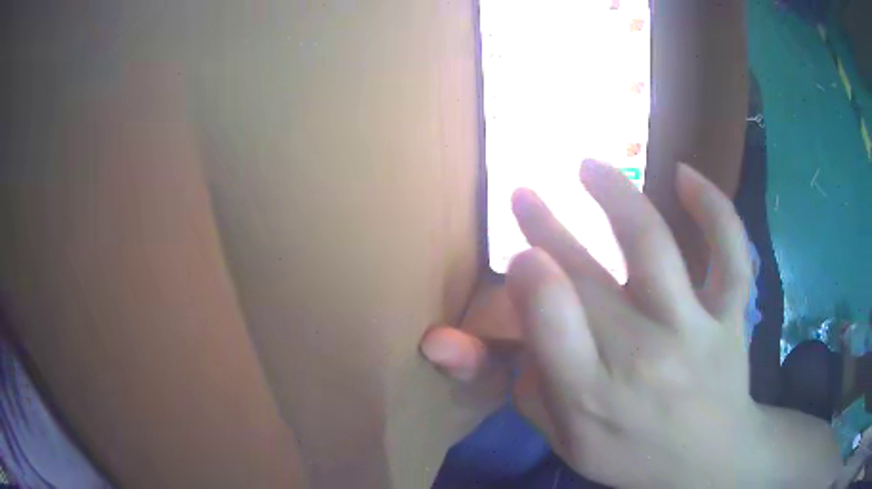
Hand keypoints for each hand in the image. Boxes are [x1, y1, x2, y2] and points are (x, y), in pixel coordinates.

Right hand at [421, 160, 769, 487]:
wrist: (709, 461)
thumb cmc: (631, 453)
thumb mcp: (563, 439)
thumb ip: (521, 386)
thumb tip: (472, 334)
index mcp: (592, 397)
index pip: (550, 321)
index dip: (528, 276)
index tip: (519, 252)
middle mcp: (644, 356)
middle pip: (588, 276)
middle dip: (546, 225)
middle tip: (524, 195)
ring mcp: (695, 330)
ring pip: (652, 245)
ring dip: (614, 194)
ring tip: (587, 167)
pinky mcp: (731, 315)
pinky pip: (731, 253)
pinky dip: (714, 208)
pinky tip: (685, 174)